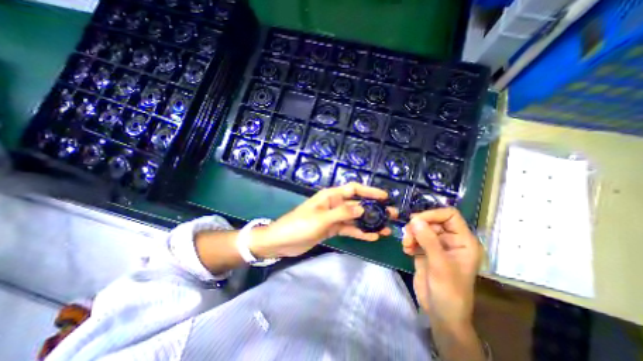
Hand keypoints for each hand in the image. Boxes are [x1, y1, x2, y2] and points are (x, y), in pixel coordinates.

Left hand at [250, 183, 397, 258]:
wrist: (282, 242)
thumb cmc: (299, 225)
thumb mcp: (321, 218)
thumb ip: (342, 212)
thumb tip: (363, 208)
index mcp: (330, 196)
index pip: (353, 189)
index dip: (369, 191)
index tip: (385, 197)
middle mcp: (334, 204)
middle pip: (357, 204)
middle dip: (374, 209)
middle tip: (392, 215)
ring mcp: (334, 218)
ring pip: (355, 218)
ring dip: (370, 223)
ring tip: (386, 229)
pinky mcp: (332, 229)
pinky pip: (349, 229)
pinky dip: (360, 233)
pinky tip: (372, 237)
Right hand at [403, 209, 479, 329]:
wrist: (441, 313)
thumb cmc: (449, 292)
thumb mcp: (440, 265)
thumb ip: (428, 241)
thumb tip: (415, 219)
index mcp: (463, 241)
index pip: (449, 215)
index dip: (433, 214)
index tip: (416, 221)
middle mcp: (450, 240)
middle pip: (432, 220)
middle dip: (418, 226)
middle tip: (407, 235)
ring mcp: (437, 245)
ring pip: (421, 228)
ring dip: (411, 234)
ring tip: (406, 245)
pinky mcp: (425, 251)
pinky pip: (415, 238)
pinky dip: (409, 241)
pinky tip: (406, 250)